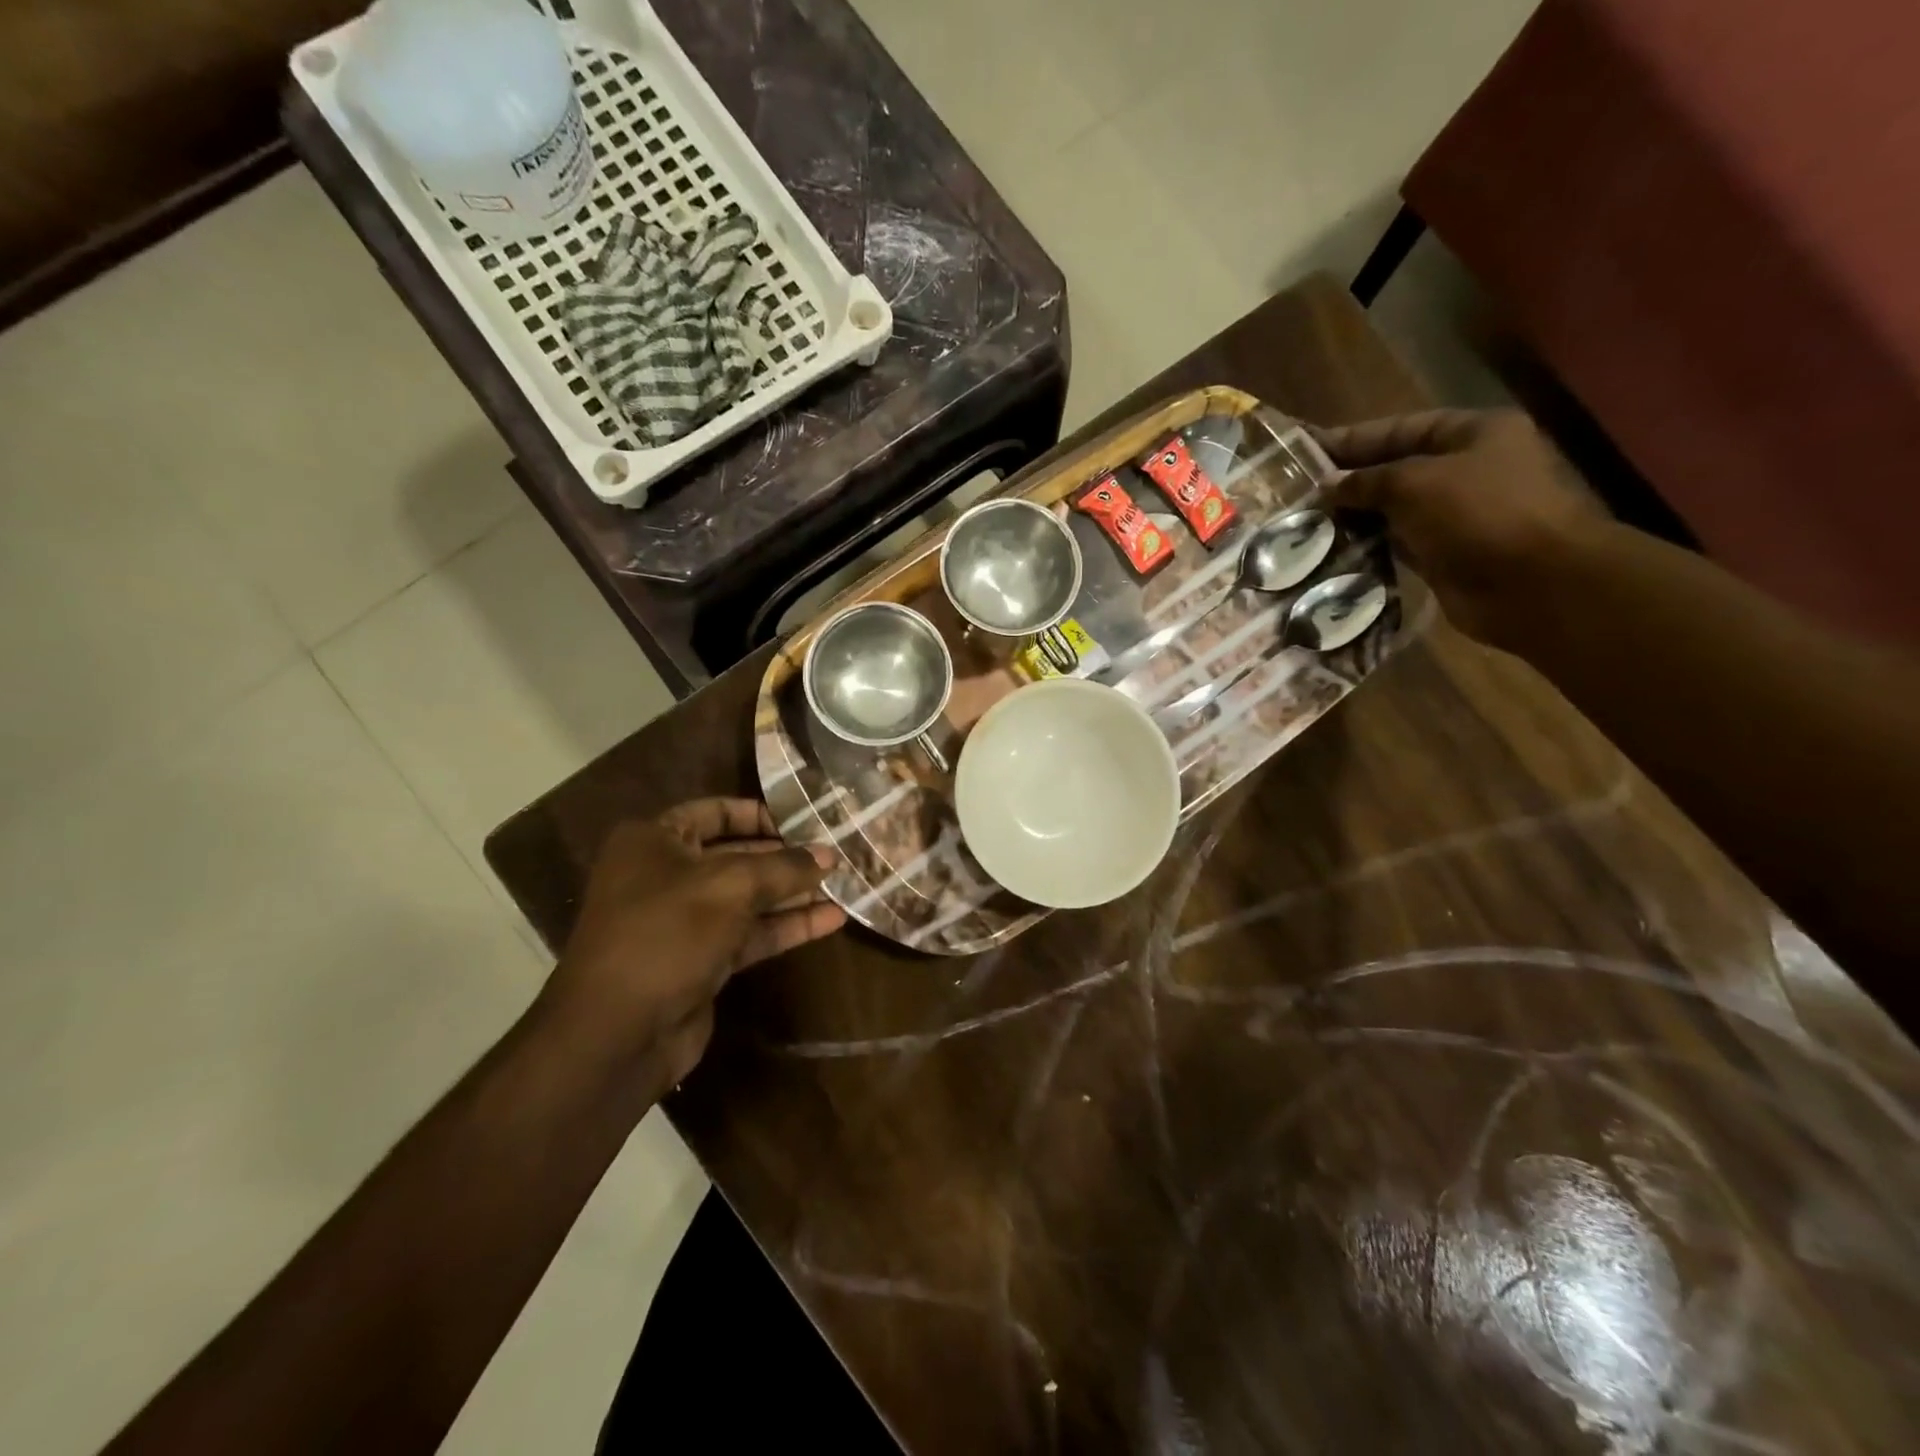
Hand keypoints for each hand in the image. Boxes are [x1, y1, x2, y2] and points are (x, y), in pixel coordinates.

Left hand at [540, 799, 845, 1089]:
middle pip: (736, 856)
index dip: (759, 814)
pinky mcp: (702, 960)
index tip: (804, 819)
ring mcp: (684, 921)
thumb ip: (784, 867)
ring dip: (793, 893)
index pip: (713, 812)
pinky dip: (787, 927)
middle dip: (786, 857)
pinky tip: (832, 920)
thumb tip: (829, 856)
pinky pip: (751, 934)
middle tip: (834, 853)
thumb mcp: (730, 887)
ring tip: (844, 884)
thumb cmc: (667, 934)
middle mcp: (666, 875)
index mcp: (653, 841)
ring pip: (748, 898)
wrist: (617, 1033)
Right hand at [1311, 409, 1607, 644]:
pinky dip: (1368, 549)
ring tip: (1304, 527)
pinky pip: (1397, 546)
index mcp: (1472, 433)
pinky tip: (1331, 554)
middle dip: (1348, 483)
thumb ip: (1366, 481)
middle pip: (1395, 470)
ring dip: (1353, 519)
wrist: (1534, 584)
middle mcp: (1467, 469)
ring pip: (1393, 511)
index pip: (1400, 429)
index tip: (1304, 451)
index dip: (1351, 440)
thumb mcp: (1414, 483)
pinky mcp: (1446, 554)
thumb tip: (1326, 486)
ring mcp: (1458, 515)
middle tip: (1295, 496)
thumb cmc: (1480, 514)